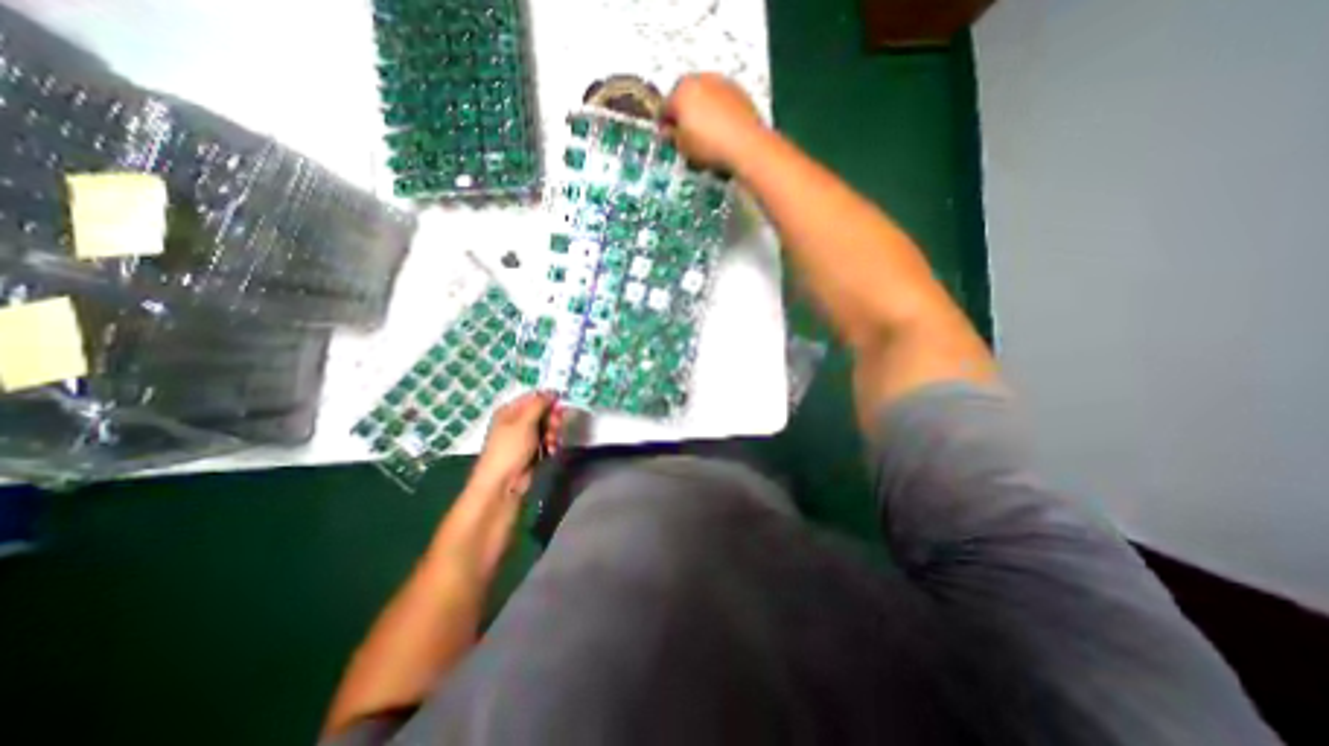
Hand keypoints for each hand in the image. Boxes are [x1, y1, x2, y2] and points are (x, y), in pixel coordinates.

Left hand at [467, 393, 559, 497]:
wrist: (502, 484)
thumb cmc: (510, 449)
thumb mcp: (524, 422)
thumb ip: (540, 404)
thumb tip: (552, 392)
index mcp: (510, 410)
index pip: (534, 397)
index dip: (549, 400)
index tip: (561, 407)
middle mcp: (517, 421)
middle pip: (543, 412)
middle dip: (552, 419)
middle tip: (556, 426)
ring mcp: (524, 436)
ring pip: (547, 426)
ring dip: (553, 433)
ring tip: (551, 443)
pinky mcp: (531, 450)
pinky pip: (546, 440)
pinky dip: (551, 444)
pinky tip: (551, 451)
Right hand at [664, 74, 768, 167]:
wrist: (745, 143)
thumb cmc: (708, 146)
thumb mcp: (683, 147)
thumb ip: (672, 136)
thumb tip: (669, 131)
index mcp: (681, 92)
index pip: (664, 107)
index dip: (664, 123)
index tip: (668, 136)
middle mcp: (699, 79)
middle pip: (685, 95)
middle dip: (683, 110)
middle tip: (686, 131)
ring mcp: (720, 81)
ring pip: (704, 94)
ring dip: (701, 108)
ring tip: (706, 130)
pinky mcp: (737, 89)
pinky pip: (721, 99)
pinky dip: (718, 109)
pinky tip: (721, 127)